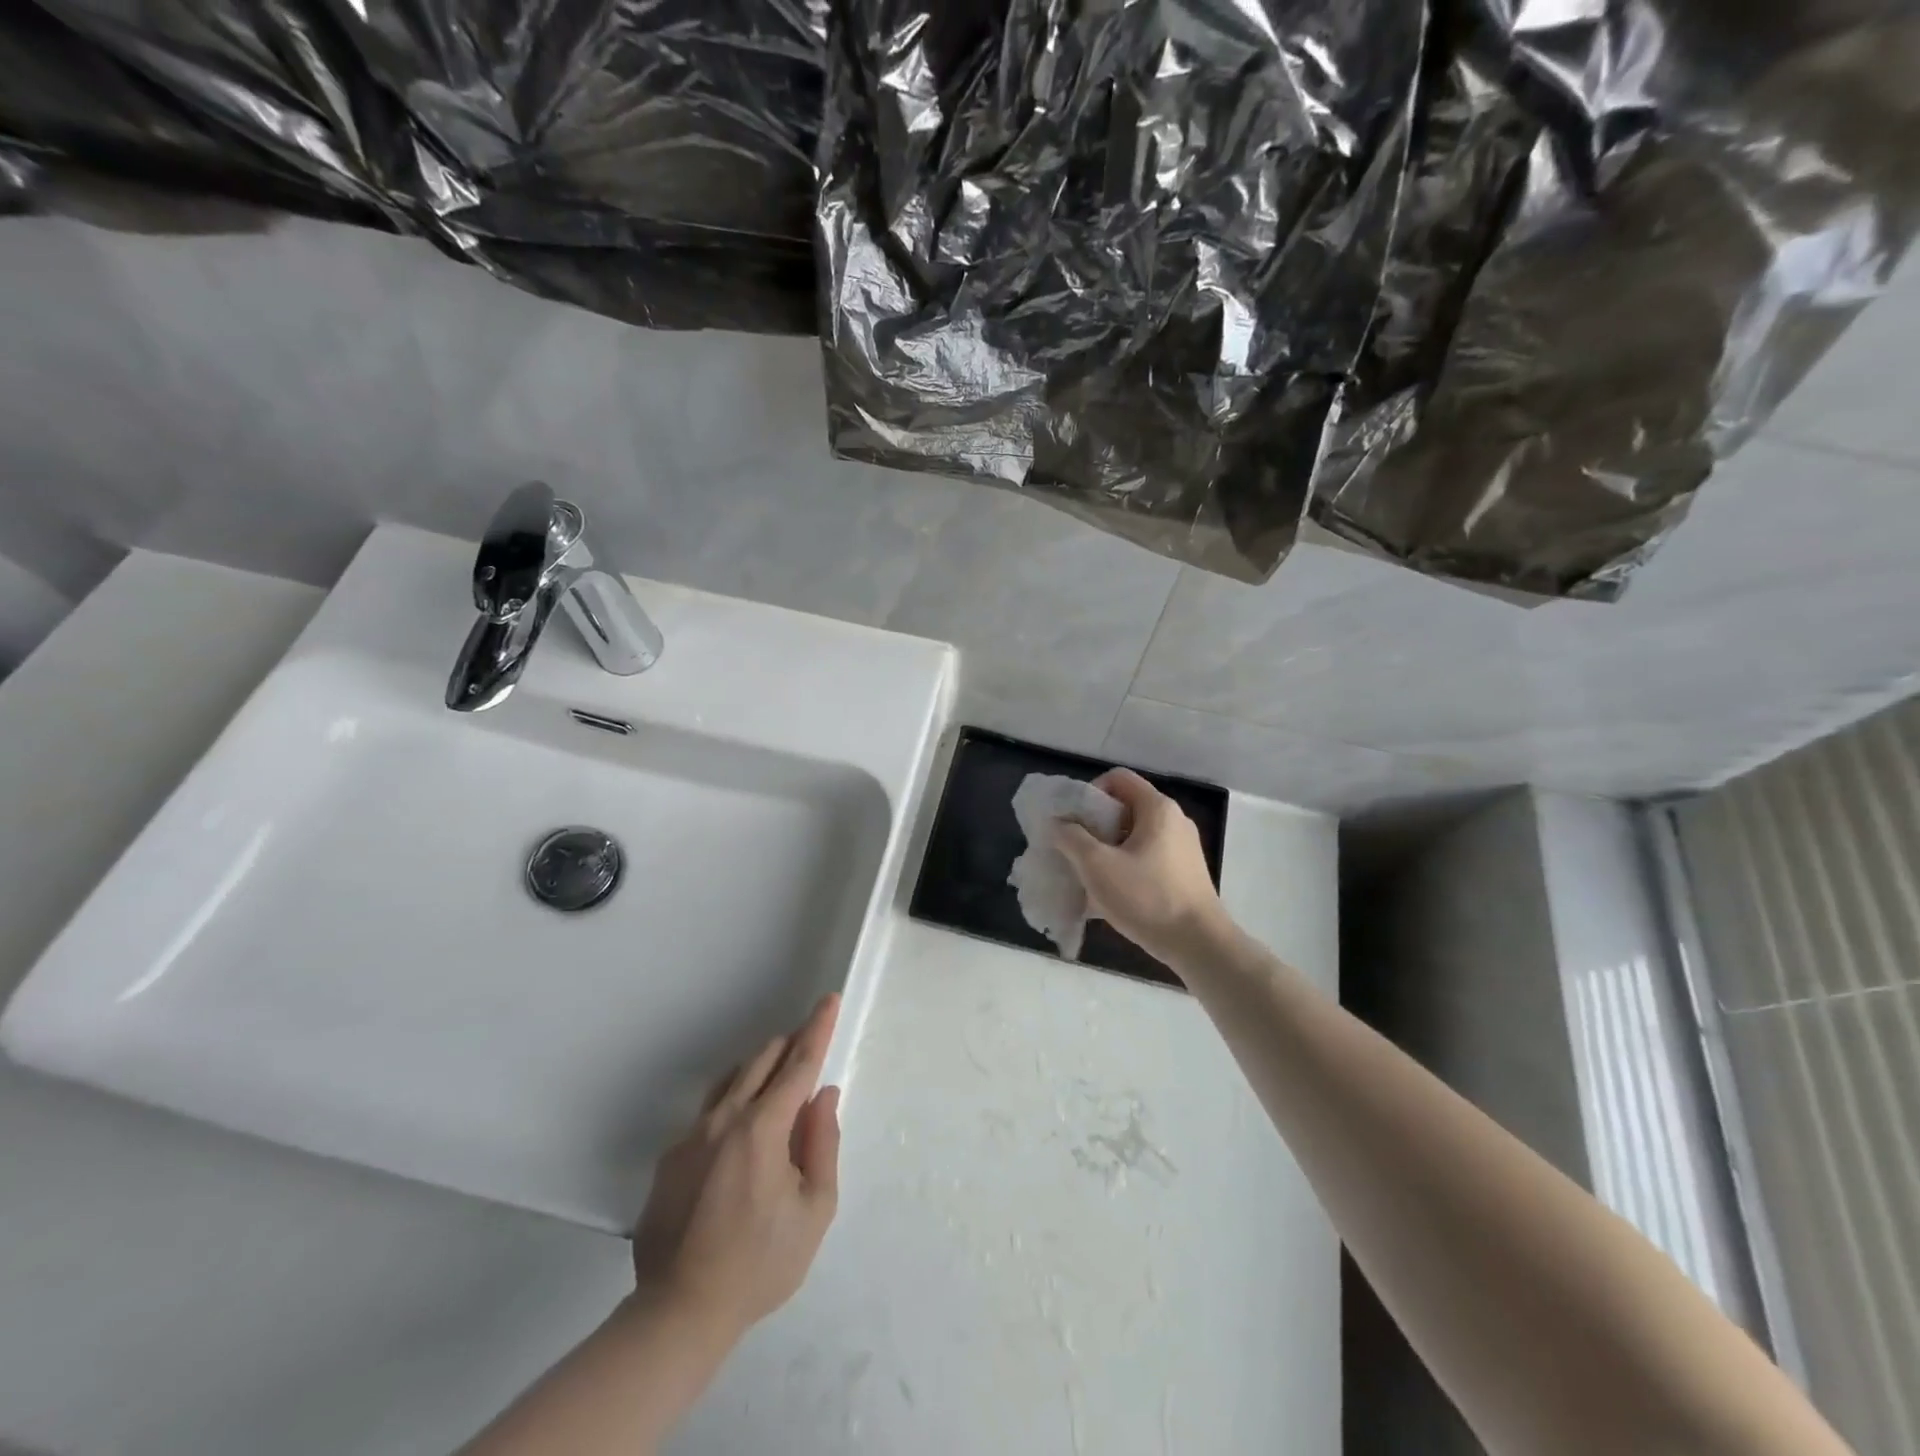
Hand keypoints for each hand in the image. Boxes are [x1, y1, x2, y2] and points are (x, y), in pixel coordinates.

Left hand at [629, 994, 842, 1339]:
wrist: (679, 1313)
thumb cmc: (759, 1265)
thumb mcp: (814, 1210)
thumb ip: (823, 1144)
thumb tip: (822, 1097)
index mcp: (763, 1129)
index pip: (798, 1064)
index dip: (818, 1029)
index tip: (828, 999)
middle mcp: (724, 1119)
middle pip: (762, 1060)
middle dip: (790, 1047)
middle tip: (809, 1053)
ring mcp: (690, 1136)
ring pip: (732, 1079)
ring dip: (760, 1071)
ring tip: (778, 1091)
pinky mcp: (670, 1157)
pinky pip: (709, 1112)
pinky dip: (734, 1106)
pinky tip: (739, 1144)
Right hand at [1053, 768, 1226, 962]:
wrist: (1199, 945)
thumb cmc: (1147, 898)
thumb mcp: (1097, 866)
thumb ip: (1071, 838)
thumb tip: (1056, 823)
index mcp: (1157, 808)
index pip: (1117, 778)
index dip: (1089, 793)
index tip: (1074, 822)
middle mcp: (1174, 821)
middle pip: (1125, 807)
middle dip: (1094, 826)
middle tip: (1075, 850)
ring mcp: (1182, 848)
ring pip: (1134, 836)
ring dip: (1107, 850)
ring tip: (1089, 876)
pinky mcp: (1184, 873)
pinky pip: (1146, 857)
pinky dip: (1125, 866)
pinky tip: (1110, 895)